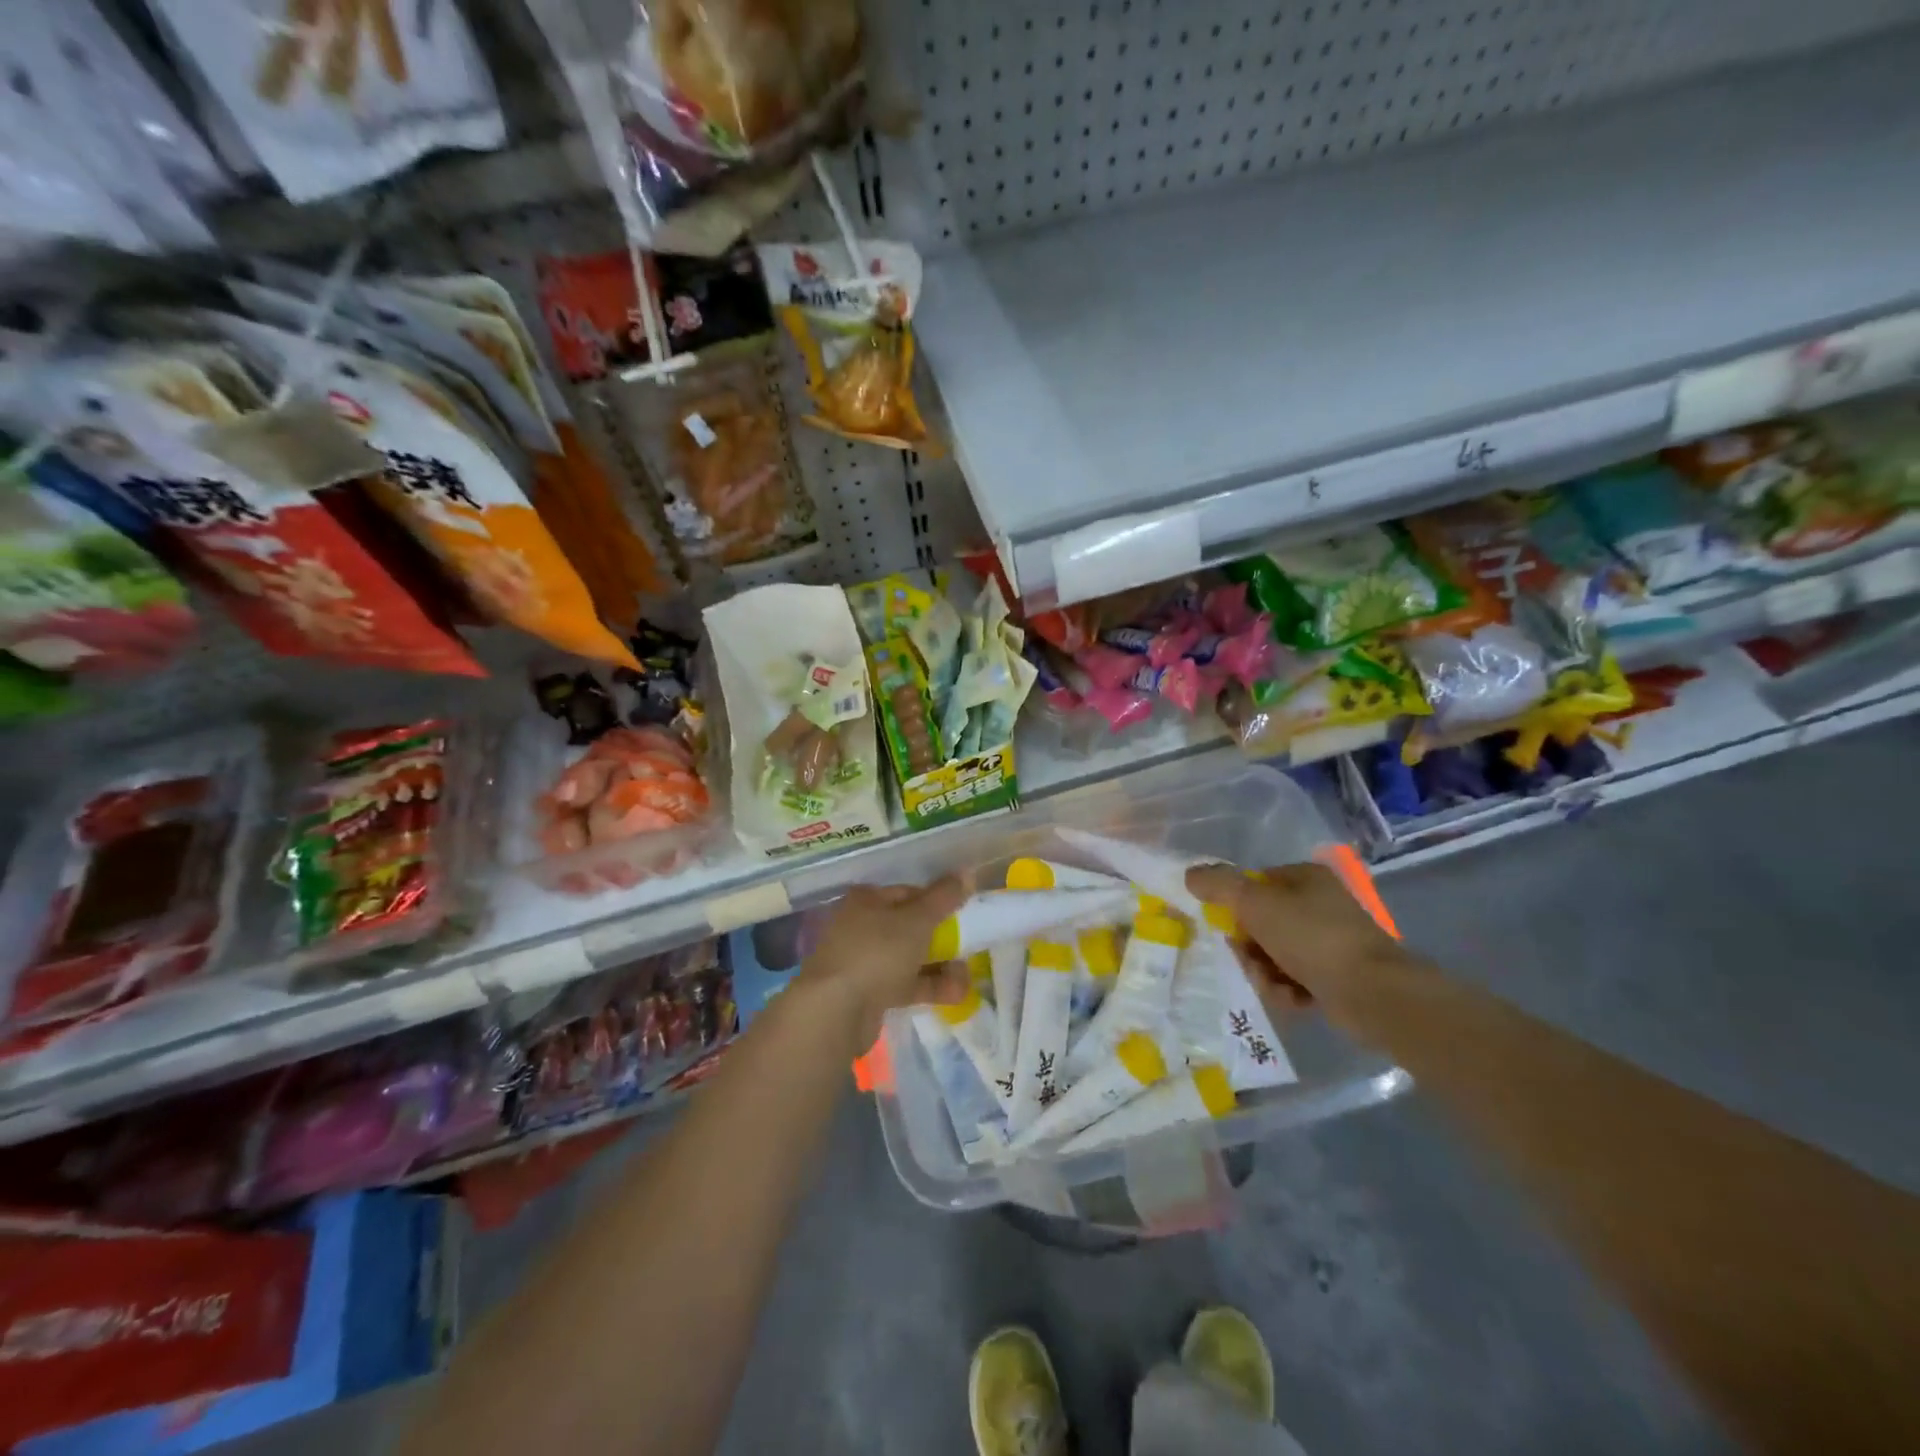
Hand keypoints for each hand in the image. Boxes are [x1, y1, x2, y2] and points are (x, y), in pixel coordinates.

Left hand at [791, 878, 969, 1047]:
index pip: (908, 892)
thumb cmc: (877, 951)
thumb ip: (944, 898)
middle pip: (909, 926)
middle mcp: (861, 926)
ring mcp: (863, 961)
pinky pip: (904, 983)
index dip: (937, 900)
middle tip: (969, 945)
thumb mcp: (917, 920)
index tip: (964, 912)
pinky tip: (957, 994)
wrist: (836, 1010)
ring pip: (908, 957)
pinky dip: (928, 986)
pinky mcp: (868, 993)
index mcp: (867, 900)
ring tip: (967, 975)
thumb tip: (967, 872)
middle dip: (942, 937)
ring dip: (939, 965)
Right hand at [1186, 861, 1408, 1027]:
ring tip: (1271, 985)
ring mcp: (1331, 940)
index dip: (1235, 904)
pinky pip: (1296, 978)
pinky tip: (1292, 999)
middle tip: (1247, 961)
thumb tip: (1190, 874)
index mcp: (1306, 877)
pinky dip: (1287, 990)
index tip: (1226, 927)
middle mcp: (1320, 903)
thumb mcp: (1254, 903)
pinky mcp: (1338, 975)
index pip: (1255, 883)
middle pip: (1262, 921)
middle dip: (1249, 947)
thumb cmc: (1311, 937)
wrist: (1372, 993)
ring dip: (1264, 972)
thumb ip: (1218, 885)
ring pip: (1275, 953)